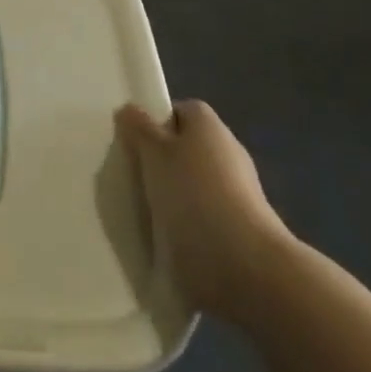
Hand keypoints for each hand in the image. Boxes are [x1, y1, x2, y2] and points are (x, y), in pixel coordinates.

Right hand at [115, 100, 296, 324]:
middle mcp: (227, 152)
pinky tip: (161, 233)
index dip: (157, 121)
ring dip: (171, 193)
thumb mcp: (155, 154)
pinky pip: (200, 212)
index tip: (133, 142)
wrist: (240, 263)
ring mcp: (236, 191)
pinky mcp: (236, 226)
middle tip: (131, 174)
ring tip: (140, 208)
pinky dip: (183, 220)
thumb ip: (140, 130)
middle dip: (161, 159)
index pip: (182, 111)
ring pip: (192, 182)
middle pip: (187, 146)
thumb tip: (130, 109)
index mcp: (210, 126)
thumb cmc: (192, 194)